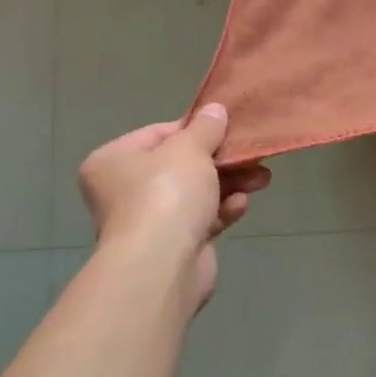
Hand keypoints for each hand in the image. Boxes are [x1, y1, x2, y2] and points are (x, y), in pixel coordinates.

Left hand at [77, 105, 270, 303]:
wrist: (162, 267)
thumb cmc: (166, 194)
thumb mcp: (189, 149)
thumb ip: (205, 128)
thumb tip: (215, 110)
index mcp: (113, 161)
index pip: (159, 134)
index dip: (196, 129)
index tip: (227, 128)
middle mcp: (124, 190)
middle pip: (181, 165)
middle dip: (221, 160)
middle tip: (252, 154)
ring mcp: (148, 221)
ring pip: (196, 193)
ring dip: (229, 184)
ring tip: (262, 178)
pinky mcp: (172, 247)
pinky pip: (201, 219)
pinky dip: (221, 211)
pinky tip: (241, 206)